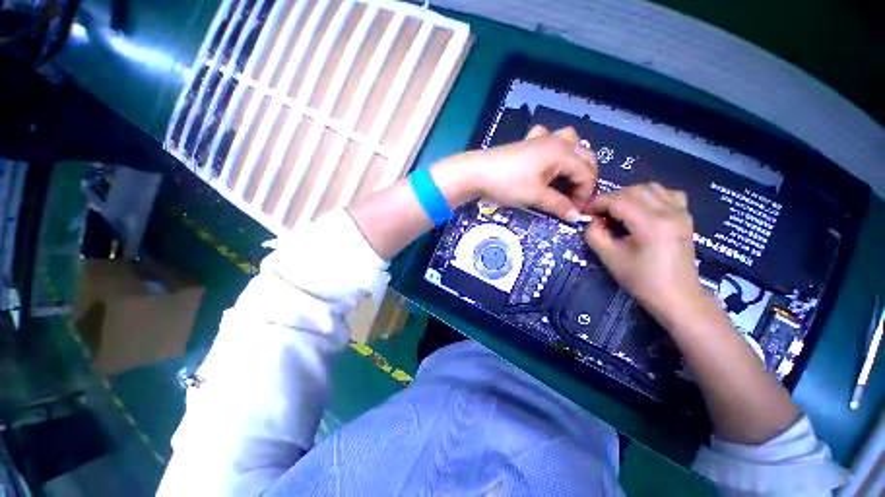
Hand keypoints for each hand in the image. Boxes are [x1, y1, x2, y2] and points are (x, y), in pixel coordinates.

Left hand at [435, 125, 597, 220]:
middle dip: (583, 179)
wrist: (478, 172)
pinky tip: (546, 161)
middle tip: (572, 199)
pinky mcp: (528, 143)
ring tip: (565, 180)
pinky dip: (554, 150)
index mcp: (563, 153)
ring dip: (573, 161)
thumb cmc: (508, 183)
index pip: (586, 173)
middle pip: (584, 157)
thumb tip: (576, 216)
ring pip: (570, 144)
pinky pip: (549, 140)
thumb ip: (558, 205)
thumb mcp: (535, 196)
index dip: (585, 194)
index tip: (575, 211)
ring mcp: (542, 139)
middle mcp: (557, 141)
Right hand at [584, 183, 706, 320]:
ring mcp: (681, 212)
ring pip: (651, 188)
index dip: (597, 202)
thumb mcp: (609, 257)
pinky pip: (667, 194)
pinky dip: (650, 196)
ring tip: (617, 210)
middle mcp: (669, 211)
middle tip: (598, 213)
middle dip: (611, 198)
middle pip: (634, 190)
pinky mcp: (685, 216)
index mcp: (651, 223)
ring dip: (629, 195)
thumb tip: (592, 220)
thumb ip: (594, 234)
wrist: (677, 296)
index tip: (584, 212)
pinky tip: (642, 208)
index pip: (618, 200)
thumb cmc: (641, 280)